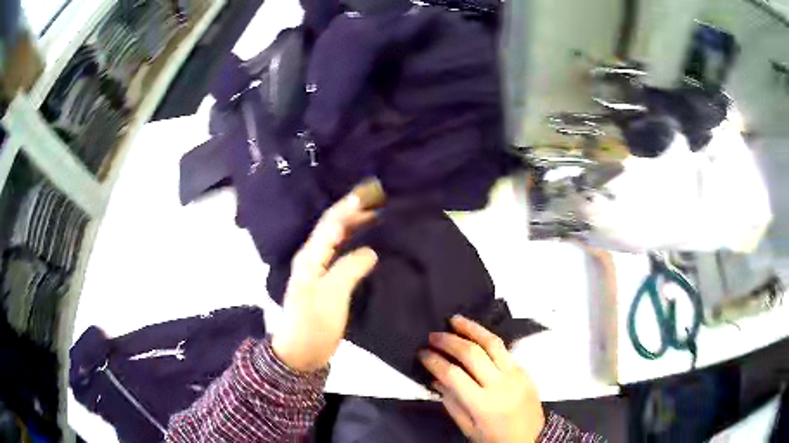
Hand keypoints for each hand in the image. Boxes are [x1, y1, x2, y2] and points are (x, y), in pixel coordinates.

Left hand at [272, 183, 381, 371]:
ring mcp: (319, 272)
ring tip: (379, 219)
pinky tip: (370, 248)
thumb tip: (370, 250)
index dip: (349, 208)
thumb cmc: (313, 323)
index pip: (330, 224)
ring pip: (338, 242)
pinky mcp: (328, 285)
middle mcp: (313, 259)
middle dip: (355, 214)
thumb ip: (349, 268)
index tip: (371, 195)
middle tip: (381, 204)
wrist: (301, 353)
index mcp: (310, 257)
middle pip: (334, 229)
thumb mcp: (331, 294)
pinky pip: (343, 258)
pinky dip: (356, 247)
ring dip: (356, 228)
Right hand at [420, 316, 544, 441]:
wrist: (532, 438)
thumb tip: (436, 379)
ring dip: (471, 328)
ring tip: (455, 319)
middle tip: (433, 335)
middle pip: (472, 354)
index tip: (422, 353)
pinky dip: (487, 339)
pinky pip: (504, 350)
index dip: (435, 361)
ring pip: (492, 343)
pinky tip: (475, 334)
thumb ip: (452, 403)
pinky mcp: (524, 370)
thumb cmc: (495, 438)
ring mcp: (515, 374)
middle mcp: (500, 385)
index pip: (453, 375)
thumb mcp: (468, 428)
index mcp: (483, 404)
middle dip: (449, 341)